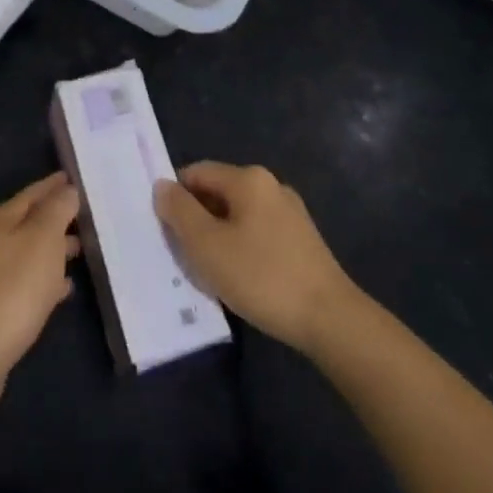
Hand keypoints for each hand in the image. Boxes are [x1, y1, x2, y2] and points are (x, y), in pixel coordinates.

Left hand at [0, 172, 80, 415]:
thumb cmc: (14, 287)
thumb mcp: (43, 239)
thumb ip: (57, 210)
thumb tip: (67, 190)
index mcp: (2, 218)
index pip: (34, 192)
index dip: (56, 184)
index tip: (77, 178)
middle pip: (31, 220)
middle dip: (58, 216)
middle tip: (89, 215)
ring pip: (31, 251)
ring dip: (55, 248)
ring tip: (83, 250)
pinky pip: (28, 281)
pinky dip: (47, 279)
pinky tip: (65, 289)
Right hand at [155, 162, 356, 353]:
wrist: (330, 319)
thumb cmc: (261, 276)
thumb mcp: (207, 246)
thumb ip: (179, 212)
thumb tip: (162, 185)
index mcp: (248, 178)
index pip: (196, 173)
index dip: (176, 198)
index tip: (167, 233)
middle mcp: (270, 185)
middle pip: (217, 193)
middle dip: (197, 221)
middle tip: (186, 257)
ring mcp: (290, 212)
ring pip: (237, 216)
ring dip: (218, 238)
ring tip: (212, 273)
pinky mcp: (302, 239)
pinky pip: (258, 233)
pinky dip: (241, 249)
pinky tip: (242, 280)